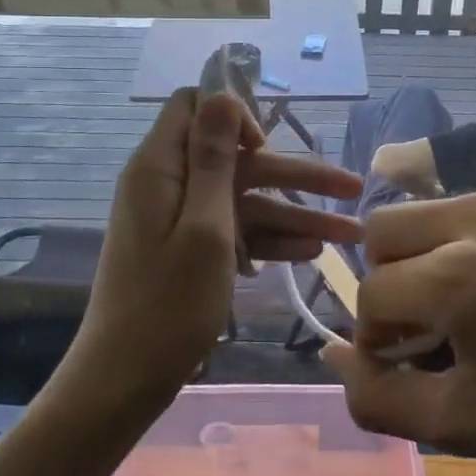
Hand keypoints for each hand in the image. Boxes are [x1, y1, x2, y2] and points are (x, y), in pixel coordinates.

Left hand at [63, 90, 362, 412]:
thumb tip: (221, 93)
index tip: (266, 147)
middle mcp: (170, 184)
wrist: (124, 381)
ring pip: (245, 201)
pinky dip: (270, 240)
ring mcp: (180, 219)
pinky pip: (235, 231)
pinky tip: (313, 252)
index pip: (195, 106)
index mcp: (160, 167)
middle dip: (295, 174)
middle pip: (238, 160)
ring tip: (351, 233)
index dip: (234, 116)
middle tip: (352, 187)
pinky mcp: (189, 250)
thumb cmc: (166, 304)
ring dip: (295, 214)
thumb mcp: (204, 227)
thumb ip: (215, 158)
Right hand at [325, 184, 475, 475]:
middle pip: (384, 231)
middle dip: (389, 281)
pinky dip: (473, 241)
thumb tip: (334, 354)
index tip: (409, 364)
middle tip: (429, 325)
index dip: (378, 338)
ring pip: (429, 213)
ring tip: (470, 304)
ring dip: (428, 257)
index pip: (372, 294)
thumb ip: (379, 398)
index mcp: (459, 275)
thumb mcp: (464, 424)